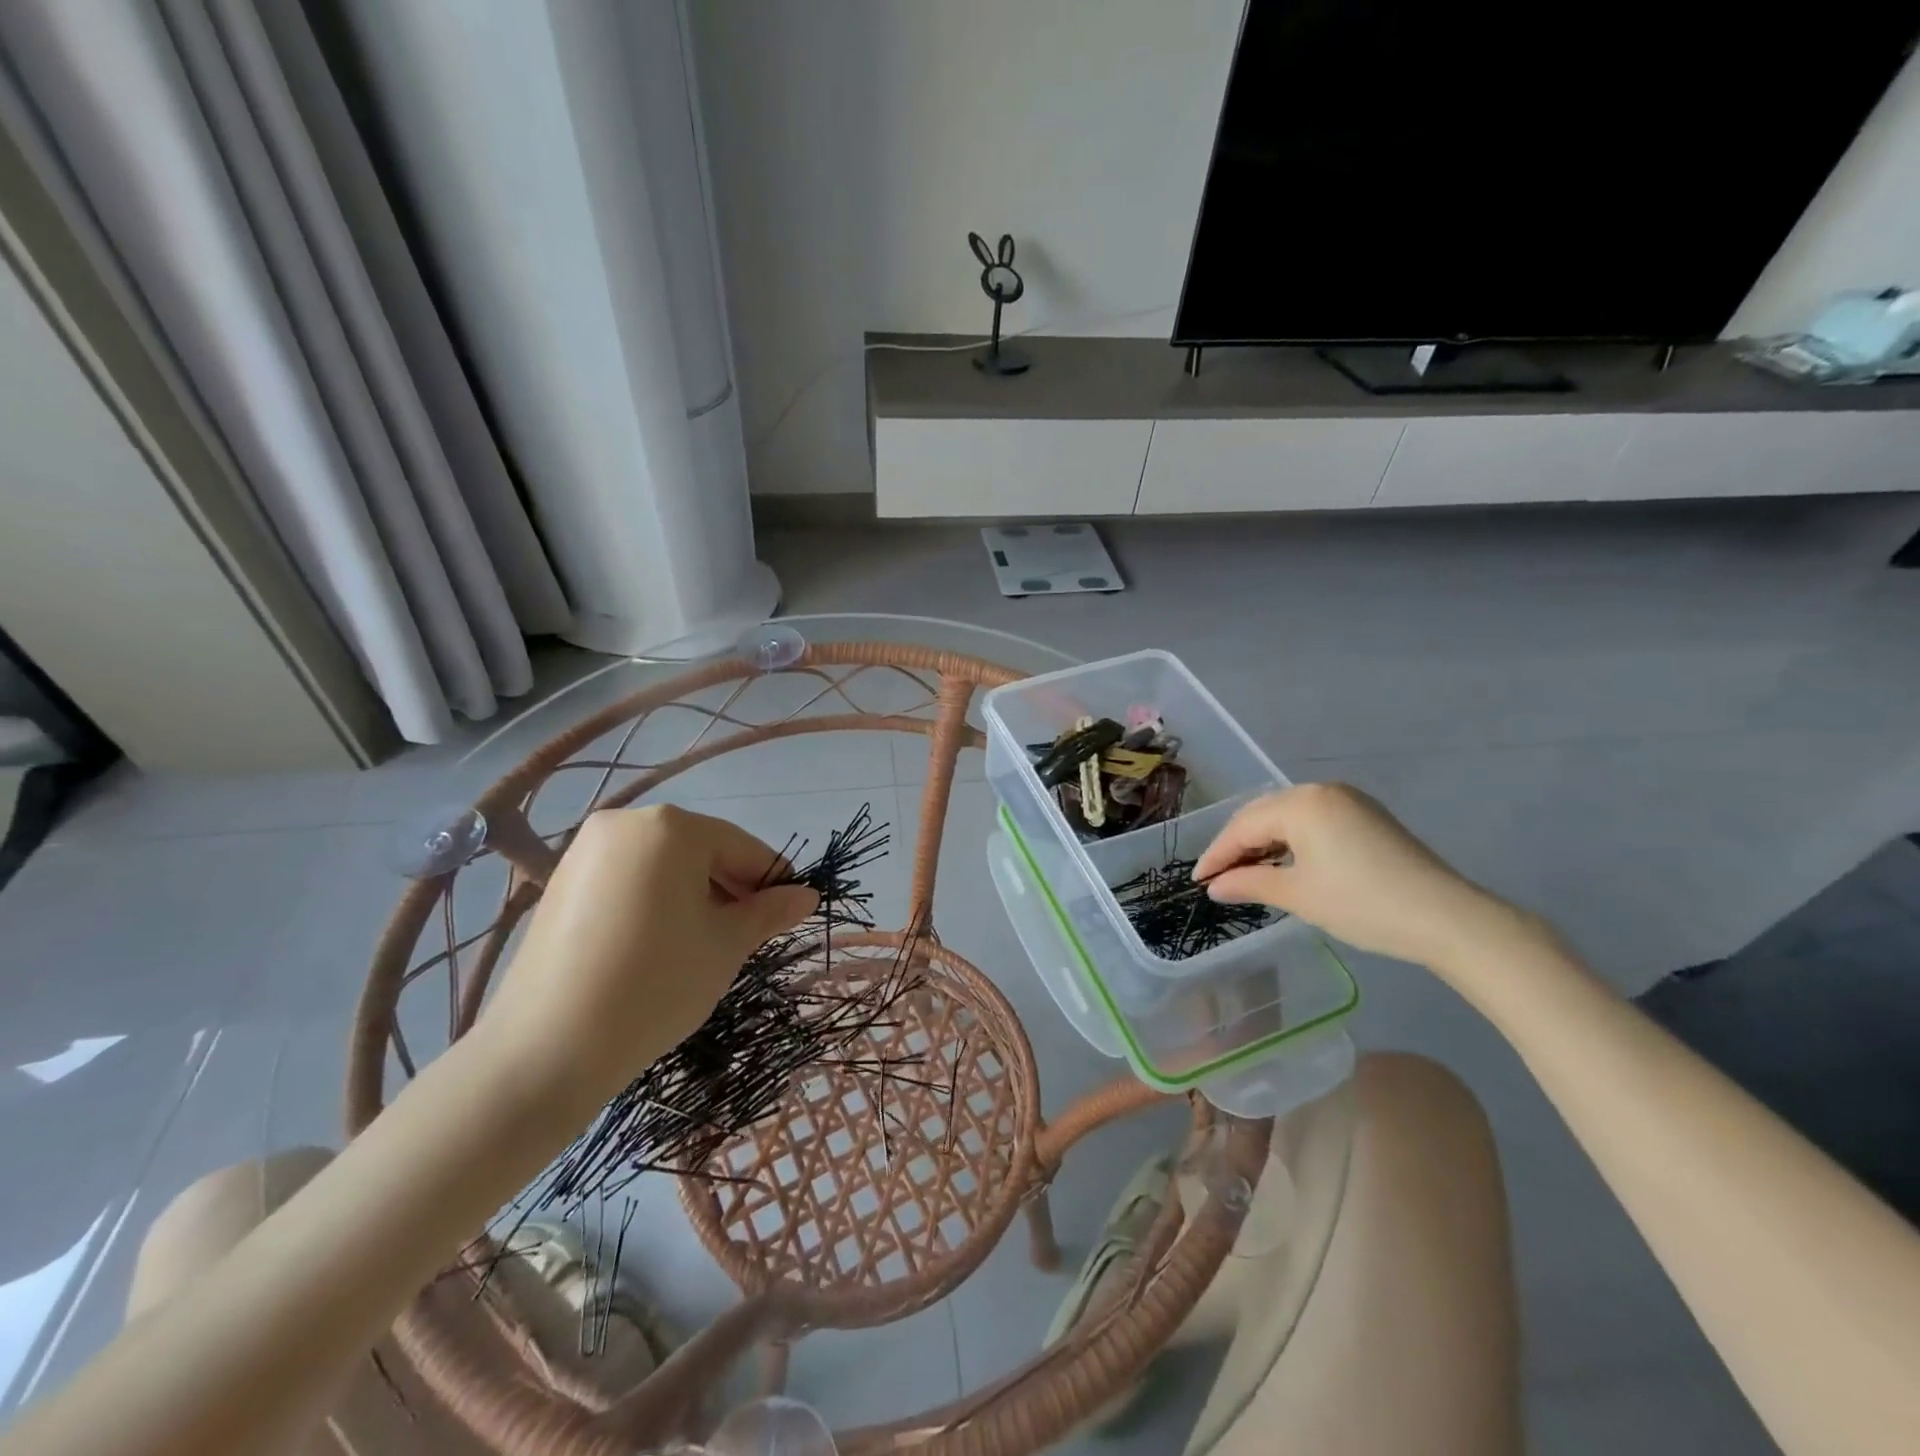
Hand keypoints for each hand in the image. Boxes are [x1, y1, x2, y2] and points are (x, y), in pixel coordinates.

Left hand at [475, 806, 817, 1112]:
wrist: (548, 1049)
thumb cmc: (656, 984)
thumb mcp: (726, 946)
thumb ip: (769, 912)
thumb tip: (807, 896)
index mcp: (670, 827)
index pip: (741, 846)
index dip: (771, 880)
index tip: (791, 912)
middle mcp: (625, 824)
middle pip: (700, 850)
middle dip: (732, 887)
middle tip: (749, 934)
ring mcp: (586, 852)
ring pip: (664, 865)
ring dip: (695, 895)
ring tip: (707, 942)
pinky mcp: (561, 884)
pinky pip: (629, 880)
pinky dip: (656, 901)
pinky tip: (663, 944)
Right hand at [1193, 783, 1519, 971]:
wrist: (1447, 918)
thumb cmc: (1362, 904)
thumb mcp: (1299, 896)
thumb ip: (1249, 883)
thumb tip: (1215, 886)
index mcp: (1301, 803)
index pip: (1244, 826)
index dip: (1217, 855)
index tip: (1198, 881)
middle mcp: (1321, 790)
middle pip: (1263, 814)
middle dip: (1237, 846)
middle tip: (1218, 877)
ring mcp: (1348, 800)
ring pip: (1288, 817)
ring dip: (1264, 843)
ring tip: (1247, 873)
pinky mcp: (1367, 816)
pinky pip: (1313, 821)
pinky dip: (1292, 841)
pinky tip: (1284, 863)